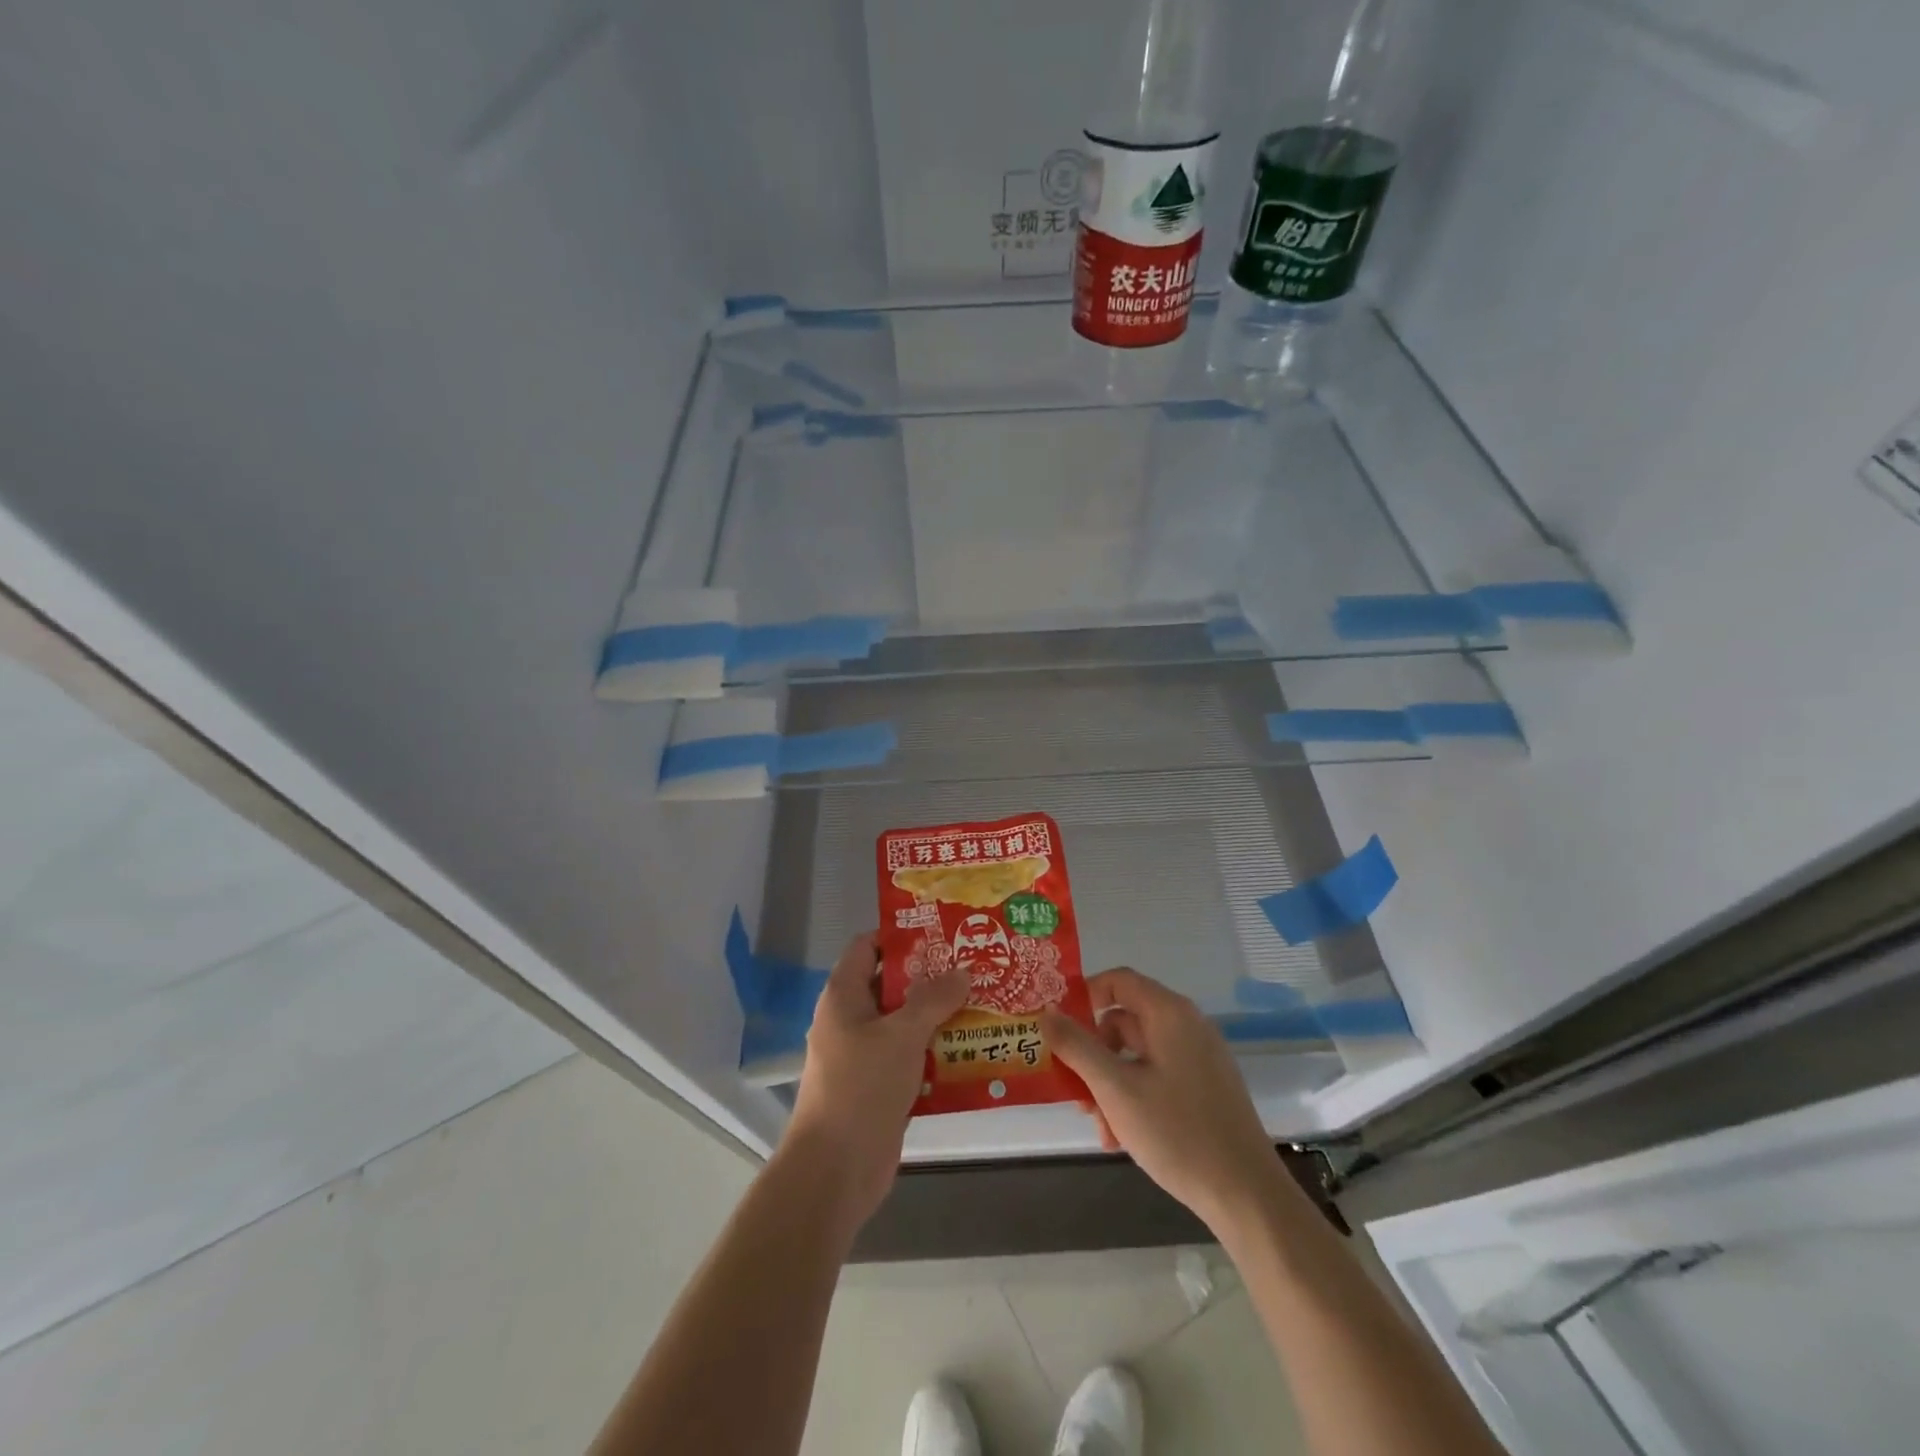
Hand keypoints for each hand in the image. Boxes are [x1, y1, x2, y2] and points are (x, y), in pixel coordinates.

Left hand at [784, 932, 968, 1227]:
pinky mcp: (880, 1086)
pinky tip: (973, 1049)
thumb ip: (933, 999)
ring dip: (940, 1016)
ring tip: (984, 1002)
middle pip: (893, 984)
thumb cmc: (862, 1088)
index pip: (869, 946)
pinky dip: (937, 1051)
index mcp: (844, 995)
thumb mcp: (901, 1034)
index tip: (944, 933)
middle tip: (976, 966)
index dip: (902, 936)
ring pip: (906, 1023)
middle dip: (933, 977)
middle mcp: (852, 1019)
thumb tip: (962, 972)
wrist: (835, 1171)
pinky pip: (912, 1057)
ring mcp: (865, 1055)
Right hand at [1043, 968, 1280, 1232]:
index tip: (1058, 1026)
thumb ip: (1077, 1046)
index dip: (1084, 996)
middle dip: (1093, 1054)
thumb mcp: (1115, 1089)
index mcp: (1169, 1013)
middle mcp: (1187, 1025)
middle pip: (1124, 1020)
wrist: (1247, 1195)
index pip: (1118, 981)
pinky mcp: (1206, 1087)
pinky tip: (1122, 1138)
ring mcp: (1199, 1058)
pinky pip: (1158, 1076)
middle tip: (1073, 1089)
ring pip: (1138, 1055)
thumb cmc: (1177, 1133)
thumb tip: (1046, 1011)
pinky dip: (1134, 1097)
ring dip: (1110, 1083)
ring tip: (1099, 1126)